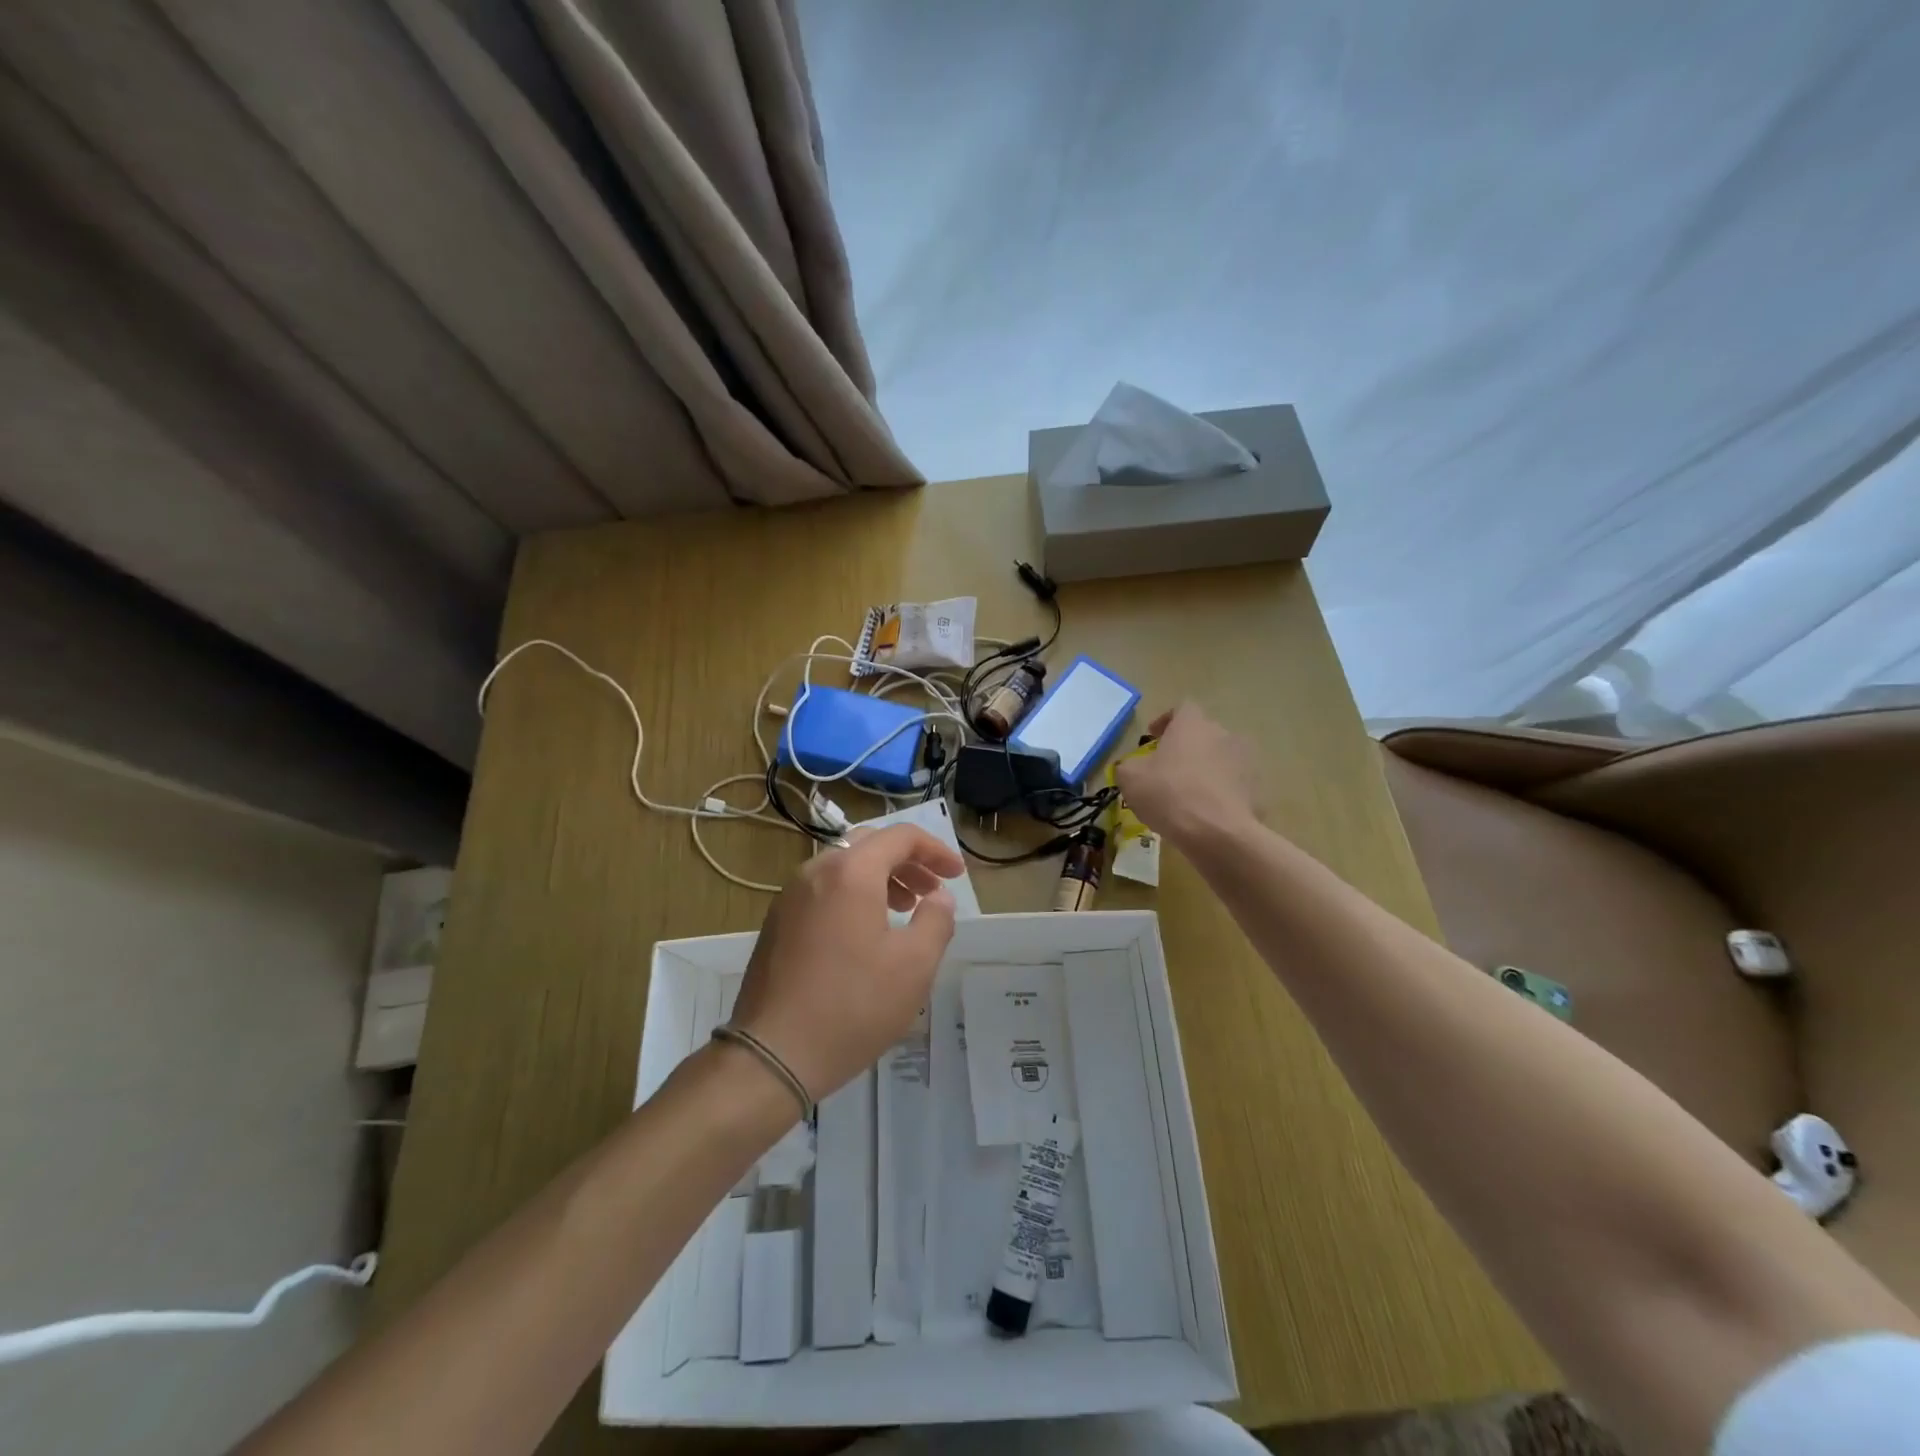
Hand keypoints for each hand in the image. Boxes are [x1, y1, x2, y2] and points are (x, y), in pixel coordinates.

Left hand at [729, 825, 961, 1101]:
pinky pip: (823, 890)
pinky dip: (853, 895)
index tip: (956, 876)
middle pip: (869, 845)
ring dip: (880, 878)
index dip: (935, 850)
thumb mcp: (914, 966)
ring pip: (843, 867)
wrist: (772, 1053)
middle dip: (907, 862)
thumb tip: (938, 898)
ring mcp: (790, 896)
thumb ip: (936, 921)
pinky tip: (865, 933)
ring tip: (904, 909)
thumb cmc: (853, 1006)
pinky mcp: (777, 922)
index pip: (900, 837)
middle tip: (932, 890)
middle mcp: (816, 871)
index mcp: (851, 872)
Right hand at [1115, 701, 1261, 846]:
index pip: (1182, 708)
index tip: (1153, 738)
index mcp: (1192, 724)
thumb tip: (1134, 767)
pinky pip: (1233, 784)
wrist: (1218, 833)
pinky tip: (1206, 813)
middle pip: (1202, 733)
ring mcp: (1245, 761)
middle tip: (1167, 769)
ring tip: (1188, 793)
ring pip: (1220, 759)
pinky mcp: (1257, 789)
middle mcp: (1223, 734)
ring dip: (1205, 769)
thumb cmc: (1169, 794)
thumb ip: (1129, 765)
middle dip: (1185, 747)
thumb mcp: (1130, 778)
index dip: (1166, 721)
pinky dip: (1220, 793)